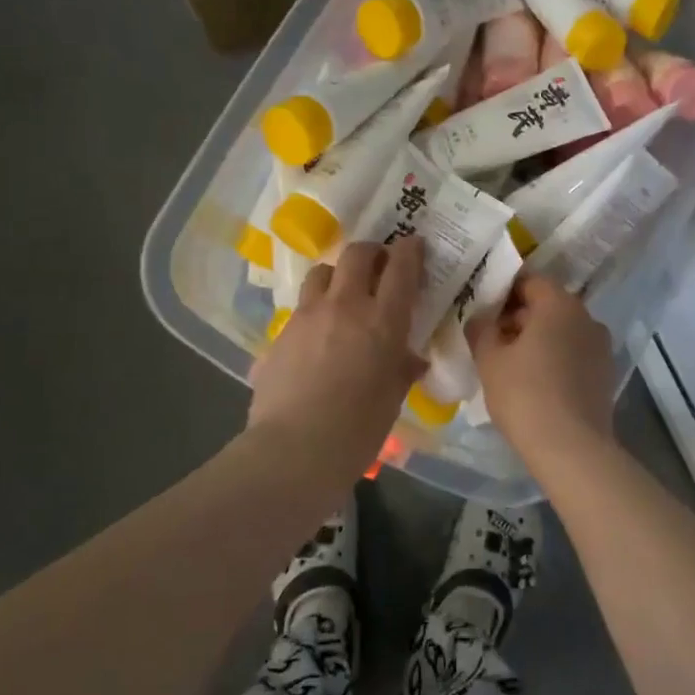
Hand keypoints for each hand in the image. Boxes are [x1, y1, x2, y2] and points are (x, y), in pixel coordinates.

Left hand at [250, 238, 425, 448]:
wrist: (294, 449)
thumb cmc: (358, 429)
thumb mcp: (392, 398)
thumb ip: (402, 369)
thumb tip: (410, 359)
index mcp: (382, 320)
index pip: (400, 267)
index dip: (409, 250)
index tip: (413, 245)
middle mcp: (345, 305)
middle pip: (356, 254)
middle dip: (371, 252)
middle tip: (379, 265)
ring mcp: (307, 316)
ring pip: (322, 272)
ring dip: (337, 276)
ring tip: (343, 294)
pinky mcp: (280, 333)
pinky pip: (301, 308)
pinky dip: (315, 311)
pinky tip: (317, 336)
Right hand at [467, 274, 614, 457]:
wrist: (571, 449)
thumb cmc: (524, 395)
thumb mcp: (489, 359)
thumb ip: (481, 329)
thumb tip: (480, 317)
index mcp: (559, 304)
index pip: (530, 281)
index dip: (504, 292)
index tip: (484, 311)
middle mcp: (586, 317)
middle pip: (548, 305)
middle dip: (520, 317)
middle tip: (493, 339)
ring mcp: (601, 346)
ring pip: (563, 331)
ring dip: (539, 339)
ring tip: (512, 364)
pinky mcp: (606, 374)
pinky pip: (575, 354)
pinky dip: (556, 359)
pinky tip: (537, 383)